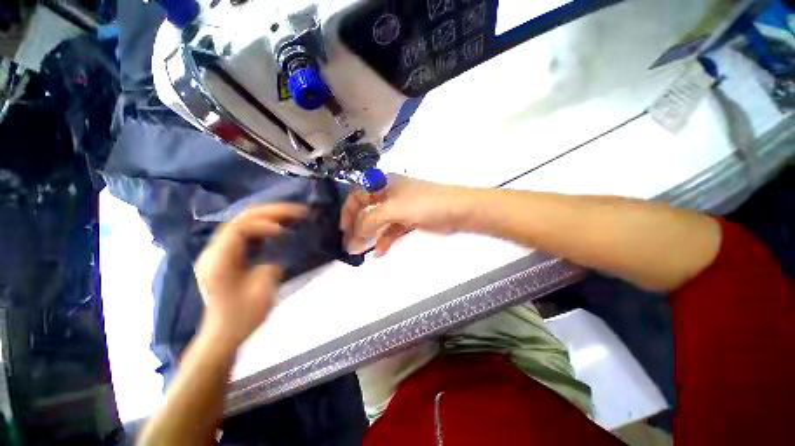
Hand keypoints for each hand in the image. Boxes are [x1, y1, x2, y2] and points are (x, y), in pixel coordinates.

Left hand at [194, 204, 308, 352]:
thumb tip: (277, 252)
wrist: (223, 335)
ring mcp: (218, 252)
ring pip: (242, 222)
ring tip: (292, 214)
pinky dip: (263, 226)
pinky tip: (278, 227)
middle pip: (240, 220)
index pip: (238, 229)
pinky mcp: (225, 255)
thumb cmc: (242, 318)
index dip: (263, 223)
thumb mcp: (262, 292)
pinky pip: (244, 232)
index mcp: (218, 262)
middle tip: (297, 211)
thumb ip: (270, 266)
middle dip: (270, 212)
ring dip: (269, 216)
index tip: (284, 231)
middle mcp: (213, 252)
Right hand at [340, 175, 471, 256]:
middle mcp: (389, 194)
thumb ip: (371, 220)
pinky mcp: (408, 220)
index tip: (344, 229)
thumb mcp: (394, 209)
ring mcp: (399, 208)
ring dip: (369, 237)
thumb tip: (353, 236)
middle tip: (350, 245)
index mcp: (384, 184)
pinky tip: (378, 253)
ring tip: (360, 252)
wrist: (456, 211)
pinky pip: (391, 231)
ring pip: (378, 223)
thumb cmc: (424, 203)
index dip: (348, 211)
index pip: (358, 195)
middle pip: (367, 210)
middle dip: (357, 227)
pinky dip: (384, 241)